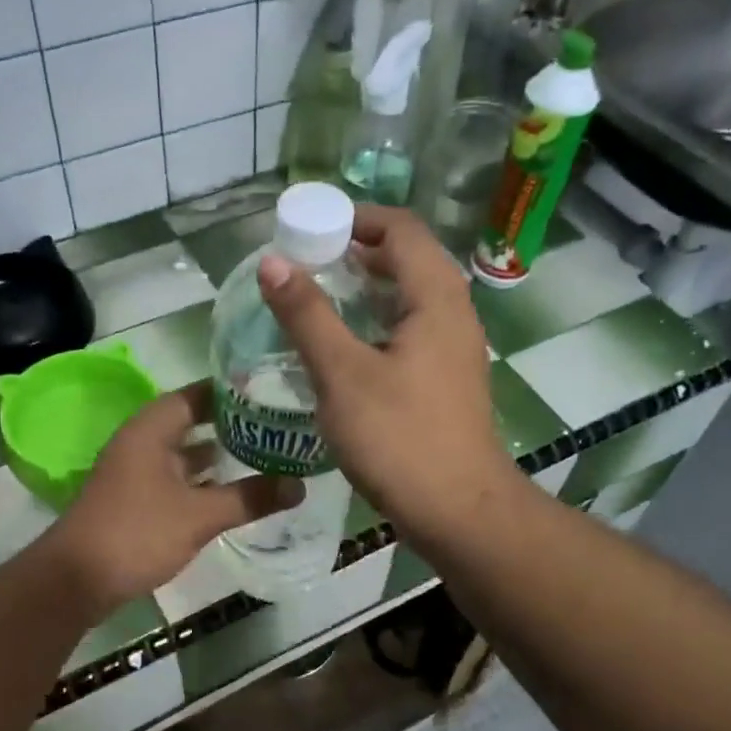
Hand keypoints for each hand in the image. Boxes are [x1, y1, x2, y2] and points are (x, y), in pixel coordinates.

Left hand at [45, 381, 302, 611]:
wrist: (77, 580)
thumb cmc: (137, 533)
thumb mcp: (200, 515)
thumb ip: (249, 497)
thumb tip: (300, 485)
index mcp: (151, 430)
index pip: (196, 394)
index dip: (231, 391)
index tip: (270, 391)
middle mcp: (141, 443)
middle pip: (191, 423)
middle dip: (231, 425)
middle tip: (276, 425)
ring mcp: (136, 473)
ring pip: (183, 454)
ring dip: (217, 456)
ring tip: (264, 455)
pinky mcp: (136, 501)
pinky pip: (176, 479)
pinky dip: (202, 481)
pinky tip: (231, 492)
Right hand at [257, 206, 513, 538]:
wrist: (457, 511)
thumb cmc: (399, 438)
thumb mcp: (342, 373)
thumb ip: (307, 315)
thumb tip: (273, 262)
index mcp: (436, 299)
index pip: (401, 230)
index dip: (356, 219)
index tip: (309, 230)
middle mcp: (454, 315)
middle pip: (408, 260)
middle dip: (357, 254)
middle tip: (306, 265)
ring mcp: (454, 351)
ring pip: (410, 300)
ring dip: (367, 291)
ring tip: (318, 302)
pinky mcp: (446, 383)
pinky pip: (411, 333)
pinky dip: (377, 326)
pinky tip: (344, 351)